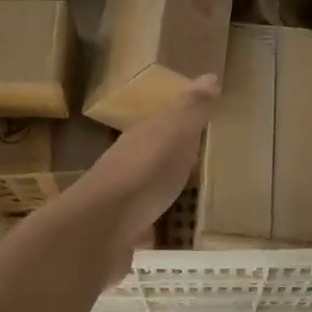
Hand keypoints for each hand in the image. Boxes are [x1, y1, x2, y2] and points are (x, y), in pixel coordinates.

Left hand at [67, 75, 218, 250]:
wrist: (102, 226)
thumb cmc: (144, 173)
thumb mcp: (175, 134)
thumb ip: (191, 110)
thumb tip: (209, 75)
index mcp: (140, 137)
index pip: (161, 122)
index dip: (179, 121)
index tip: (197, 124)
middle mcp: (125, 164)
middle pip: (150, 155)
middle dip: (168, 156)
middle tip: (193, 160)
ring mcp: (119, 200)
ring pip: (143, 190)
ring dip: (157, 191)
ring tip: (180, 198)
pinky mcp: (118, 232)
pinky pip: (139, 225)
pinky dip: (148, 227)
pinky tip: (159, 235)